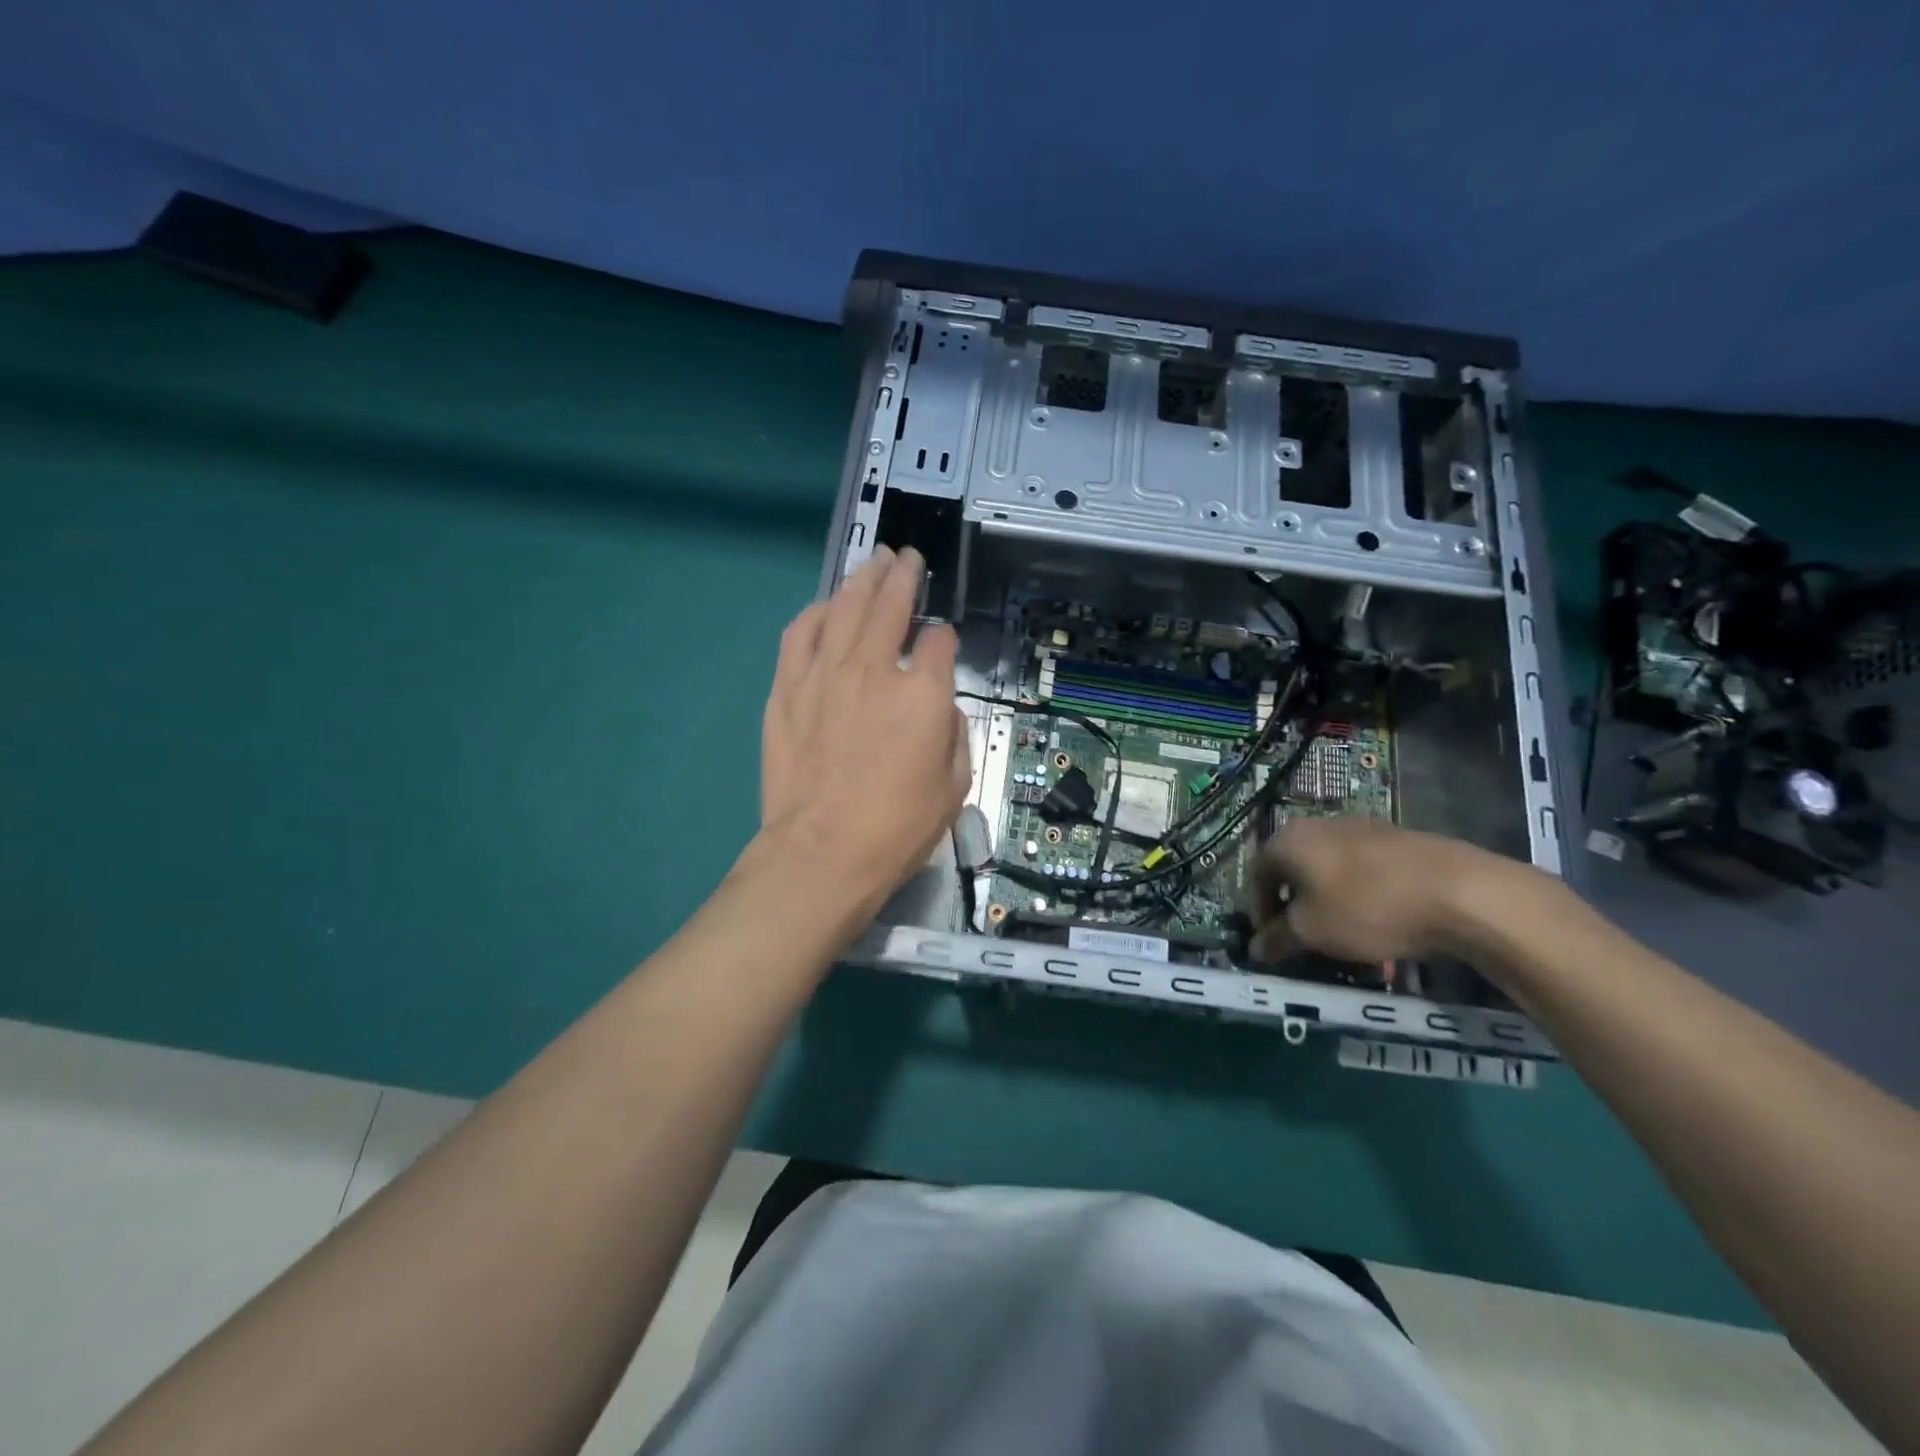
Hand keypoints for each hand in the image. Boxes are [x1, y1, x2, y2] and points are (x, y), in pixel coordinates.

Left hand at [757, 546, 971, 919]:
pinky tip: (825, 608)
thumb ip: (955, 734)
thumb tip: (941, 707)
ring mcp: (824, 674)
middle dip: (903, 574)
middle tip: (906, 558)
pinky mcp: (787, 688)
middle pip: (891, 602)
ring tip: (872, 565)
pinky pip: (800, 633)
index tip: (943, 645)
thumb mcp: (954, 786)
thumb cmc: (897, 828)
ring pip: (844, 606)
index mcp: (923, 693)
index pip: (941, 641)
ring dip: (861, 579)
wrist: (823, 852)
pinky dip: (816, 613)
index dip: (945, 638)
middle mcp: (874, 669)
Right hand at [1246, 817, 1518, 963]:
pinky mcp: (1395, 837)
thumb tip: (1255, 949)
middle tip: (1302, 937)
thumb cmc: (1367, 908)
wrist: (1460, 891)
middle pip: (1291, 867)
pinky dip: (1357, 892)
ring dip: (1325, 898)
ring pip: (1327, 866)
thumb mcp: (1313, 932)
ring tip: (1342, 932)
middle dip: (1292, 903)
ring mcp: (1359, 827)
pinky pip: (1361, 867)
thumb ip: (1278, 940)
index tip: (1271, 941)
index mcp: (1287, 840)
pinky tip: (1378, 919)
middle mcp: (1316, 825)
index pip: (1254, 874)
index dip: (1258, 911)